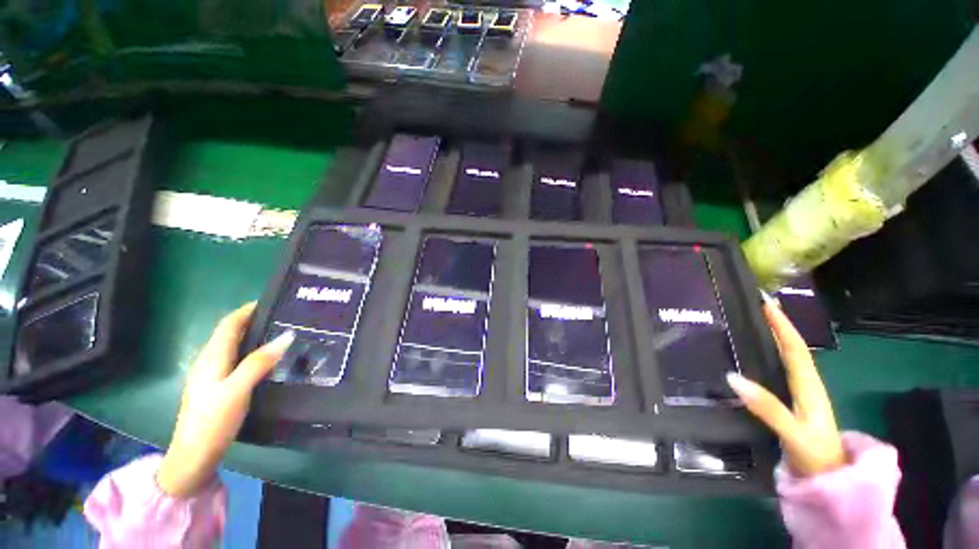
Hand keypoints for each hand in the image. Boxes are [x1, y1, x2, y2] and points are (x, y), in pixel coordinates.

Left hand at [156, 303, 293, 496]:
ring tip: (281, 333)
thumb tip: (287, 335)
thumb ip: (260, 362)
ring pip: (234, 345)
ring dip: (254, 335)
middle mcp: (209, 361)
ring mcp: (211, 375)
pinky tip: (267, 359)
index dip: (248, 309)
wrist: (193, 456)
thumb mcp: (237, 390)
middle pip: (231, 332)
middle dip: (254, 319)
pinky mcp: (217, 386)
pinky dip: (252, 350)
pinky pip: (236, 358)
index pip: (229, 324)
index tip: (273, 301)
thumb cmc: (212, 421)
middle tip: (284, 317)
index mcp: (212, 358)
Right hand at [726, 302, 845, 476]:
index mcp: (810, 388)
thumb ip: (767, 407)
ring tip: (757, 324)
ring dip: (776, 339)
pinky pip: (781, 373)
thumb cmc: (816, 458)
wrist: (830, 484)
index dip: (782, 325)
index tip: (766, 303)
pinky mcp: (793, 405)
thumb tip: (732, 376)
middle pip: (794, 349)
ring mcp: (802, 397)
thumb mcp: (794, 434)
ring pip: (789, 360)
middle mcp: (807, 387)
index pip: (796, 349)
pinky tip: (758, 357)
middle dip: (779, 326)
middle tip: (758, 307)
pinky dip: (771, 357)